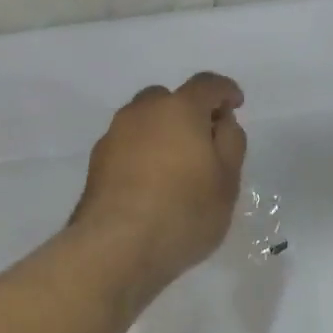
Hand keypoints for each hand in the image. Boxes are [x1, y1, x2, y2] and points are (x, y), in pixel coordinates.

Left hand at [72, 72, 247, 287]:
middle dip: (189, 112)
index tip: (236, 104)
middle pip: (169, 99)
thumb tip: (221, 121)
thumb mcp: (227, 181)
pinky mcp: (96, 163)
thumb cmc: (184, 212)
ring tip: (177, 166)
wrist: (115, 248)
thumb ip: (230, 142)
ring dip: (162, 133)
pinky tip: (152, 184)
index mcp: (179, 109)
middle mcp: (142, 112)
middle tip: (205, 141)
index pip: (207, 85)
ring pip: (144, 122)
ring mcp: (114, 136)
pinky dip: (143, 154)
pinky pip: (128, 146)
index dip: (225, 91)